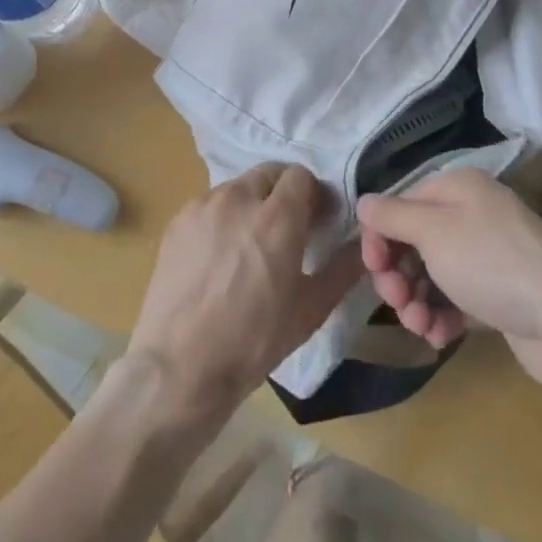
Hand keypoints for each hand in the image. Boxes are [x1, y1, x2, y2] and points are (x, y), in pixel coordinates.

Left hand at [129, 163, 362, 424]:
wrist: (180, 366)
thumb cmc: (254, 340)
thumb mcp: (311, 309)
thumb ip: (343, 268)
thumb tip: (364, 244)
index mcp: (277, 216)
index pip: (301, 175)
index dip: (313, 195)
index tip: (316, 222)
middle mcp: (239, 198)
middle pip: (269, 175)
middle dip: (283, 194)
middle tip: (287, 231)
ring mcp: (203, 206)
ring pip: (237, 188)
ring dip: (252, 204)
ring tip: (250, 245)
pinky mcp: (177, 221)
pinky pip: (209, 205)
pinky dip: (222, 218)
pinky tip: (219, 256)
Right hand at [357, 168, 541, 391]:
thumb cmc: (493, 264)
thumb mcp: (434, 231)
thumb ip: (392, 216)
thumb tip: (363, 201)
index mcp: (457, 189)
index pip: (400, 204)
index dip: (379, 236)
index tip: (373, 269)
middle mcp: (472, 217)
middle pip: (413, 242)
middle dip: (397, 274)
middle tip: (398, 301)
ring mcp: (487, 258)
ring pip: (431, 275)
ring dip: (416, 301)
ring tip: (420, 325)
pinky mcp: (498, 297)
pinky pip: (455, 301)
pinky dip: (441, 318)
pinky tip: (438, 337)